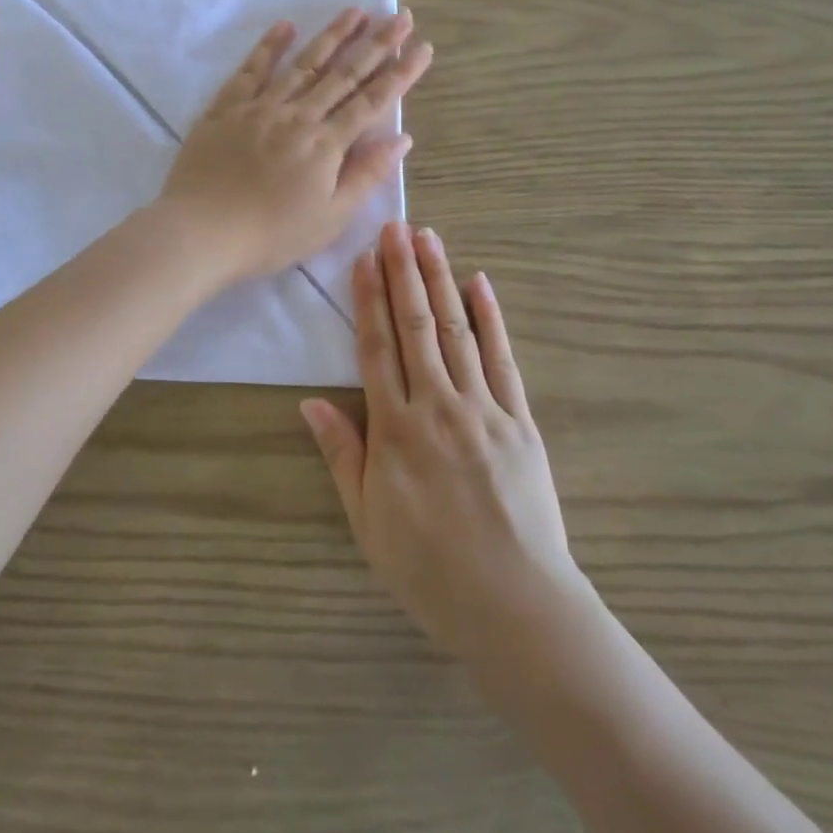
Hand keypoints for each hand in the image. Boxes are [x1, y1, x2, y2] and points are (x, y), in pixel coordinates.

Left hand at [156, 10, 432, 284]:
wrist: (201, 232)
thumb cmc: (271, 235)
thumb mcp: (330, 217)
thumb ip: (366, 175)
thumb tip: (401, 138)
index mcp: (326, 144)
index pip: (372, 101)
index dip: (401, 73)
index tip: (422, 46)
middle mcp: (298, 116)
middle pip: (344, 74)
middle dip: (376, 43)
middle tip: (400, 14)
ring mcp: (260, 107)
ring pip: (303, 63)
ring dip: (331, 35)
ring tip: (355, 11)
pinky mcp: (226, 108)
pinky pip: (251, 70)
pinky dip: (269, 46)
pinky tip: (285, 26)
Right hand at [301, 222, 586, 667]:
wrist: (515, 604)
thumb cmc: (429, 568)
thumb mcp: (368, 521)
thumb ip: (343, 455)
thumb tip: (312, 402)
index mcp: (396, 430)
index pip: (377, 349)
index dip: (368, 300)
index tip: (364, 259)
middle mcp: (438, 406)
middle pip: (417, 327)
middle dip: (404, 273)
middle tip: (396, 228)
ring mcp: (484, 408)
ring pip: (457, 331)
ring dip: (442, 280)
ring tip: (429, 239)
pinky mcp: (520, 420)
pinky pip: (503, 359)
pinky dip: (491, 319)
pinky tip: (481, 285)